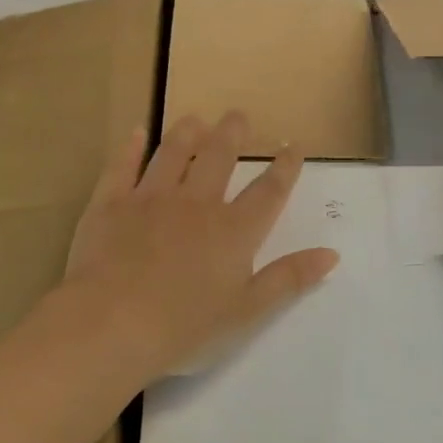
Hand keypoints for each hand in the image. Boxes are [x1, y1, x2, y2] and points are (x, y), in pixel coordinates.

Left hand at [61, 112, 338, 383]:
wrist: (112, 325)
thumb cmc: (185, 327)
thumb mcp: (247, 311)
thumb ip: (289, 279)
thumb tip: (332, 253)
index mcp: (233, 231)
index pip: (268, 192)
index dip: (284, 168)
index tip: (293, 146)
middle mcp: (196, 204)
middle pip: (218, 158)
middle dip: (232, 134)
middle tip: (237, 115)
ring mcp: (151, 199)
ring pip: (172, 154)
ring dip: (186, 133)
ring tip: (195, 118)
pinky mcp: (111, 204)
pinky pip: (122, 167)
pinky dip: (130, 148)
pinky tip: (136, 133)